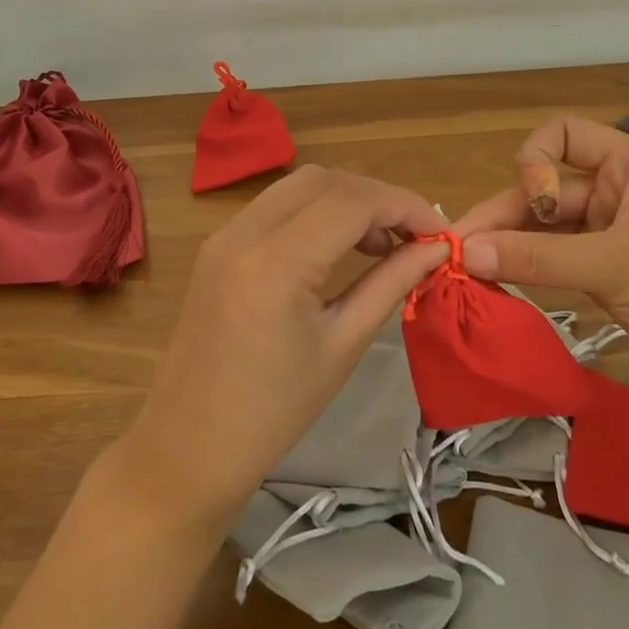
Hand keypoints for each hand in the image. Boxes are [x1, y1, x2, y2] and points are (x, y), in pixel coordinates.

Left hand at [117, 166, 446, 531]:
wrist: (188, 447)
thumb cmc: (274, 412)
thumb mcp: (343, 346)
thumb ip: (390, 283)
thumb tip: (436, 248)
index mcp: (276, 262)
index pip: (353, 202)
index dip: (405, 206)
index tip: (440, 233)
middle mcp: (245, 231)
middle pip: (325, 180)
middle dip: (377, 198)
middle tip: (413, 237)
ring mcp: (224, 234)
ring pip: (298, 185)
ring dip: (346, 200)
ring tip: (382, 243)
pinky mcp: (216, 245)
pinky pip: (275, 205)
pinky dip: (315, 210)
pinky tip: (337, 245)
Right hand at [451, 116, 628, 404]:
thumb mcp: (615, 266)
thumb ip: (536, 257)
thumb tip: (463, 252)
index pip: (563, 135)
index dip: (537, 162)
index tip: (537, 206)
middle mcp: (618, 193)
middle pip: (546, 190)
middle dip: (505, 217)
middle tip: (456, 250)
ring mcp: (612, 236)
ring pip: (546, 231)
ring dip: (510, 247)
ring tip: (467, 272)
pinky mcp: (608, 277)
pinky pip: (556, 262)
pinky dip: (528, 271)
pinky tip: (497, 285)